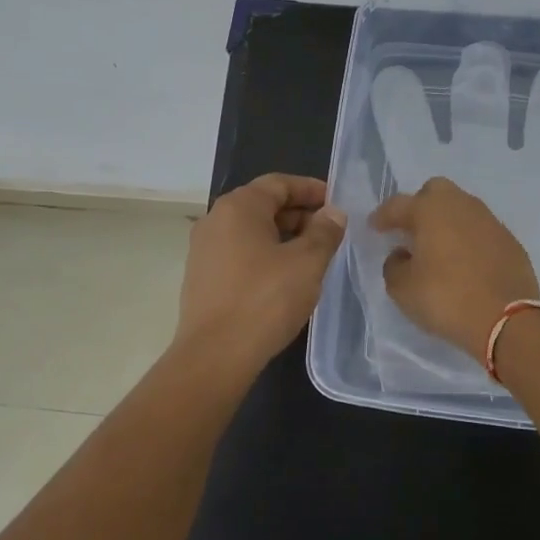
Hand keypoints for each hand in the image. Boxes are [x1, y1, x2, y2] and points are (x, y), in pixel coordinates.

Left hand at [176, 173, 346, 368]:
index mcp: (239, 207)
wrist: (215, 355)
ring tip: (312, 256)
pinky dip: (265, 254)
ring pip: (251, 231)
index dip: (311, 189)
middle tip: (330, 232)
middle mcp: (215, 219)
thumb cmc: (265, 300)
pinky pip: (239, 252)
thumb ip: (324, 232)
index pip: (279, 183)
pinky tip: (285, 277)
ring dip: (283, 236)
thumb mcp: (307, 263)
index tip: (337, 203)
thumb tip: (333, 213)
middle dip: (299, 214)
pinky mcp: (202, 277)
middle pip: (263, 204)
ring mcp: (203, 249)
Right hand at [371, 176, 539, 353]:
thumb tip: (402, 255)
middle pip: (435, 192)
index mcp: (430, 210)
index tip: (374, 227)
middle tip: (410, 230)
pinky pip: (480, 230)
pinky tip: (463, 261)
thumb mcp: (403, 289)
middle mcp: (461, 206)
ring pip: (461, 209)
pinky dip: (468, 239)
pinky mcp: (509, 240)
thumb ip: (394, 266)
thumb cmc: (446, 298)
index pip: (398, 204)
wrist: (506, 318)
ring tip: (437, 247)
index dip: (383, 216)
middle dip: (419, 205)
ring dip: (446, 222)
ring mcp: (489, 221)